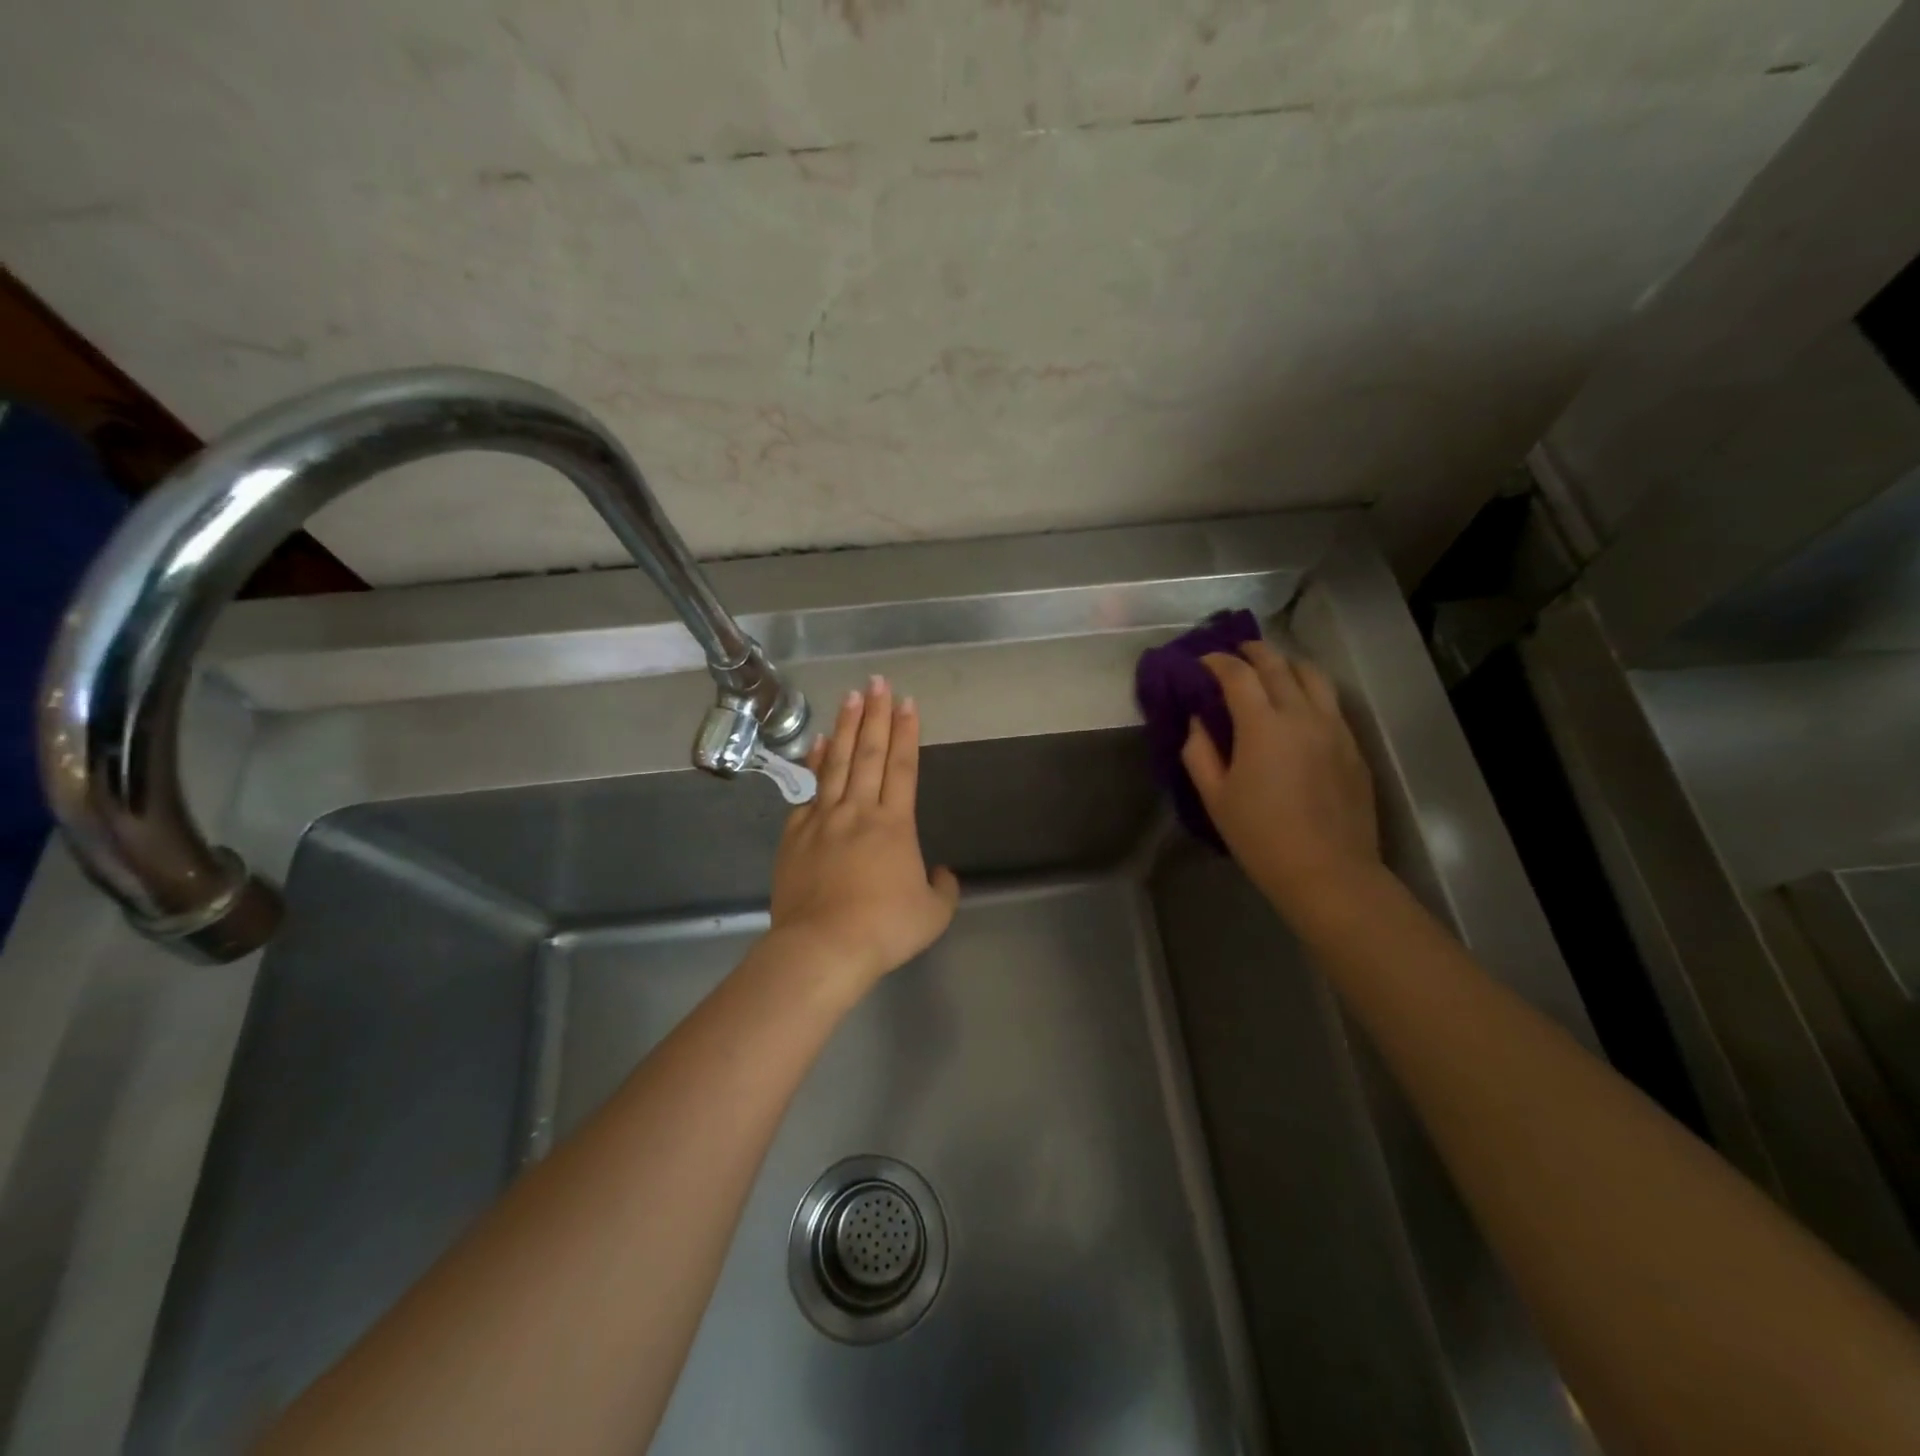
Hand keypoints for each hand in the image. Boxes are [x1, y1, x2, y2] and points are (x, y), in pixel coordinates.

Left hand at [768, 675, 960, 990]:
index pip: (903, 766)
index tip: (906, 701)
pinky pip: (808, 791)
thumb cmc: (884, 929)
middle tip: (877, 681)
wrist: (823, 947)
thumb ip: (942, 889)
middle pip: (869, 753)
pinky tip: (816, 745)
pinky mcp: (795, 836)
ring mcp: (823, 820)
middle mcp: (858, 811)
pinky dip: (814, 764)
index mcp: (894, 824)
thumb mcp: (932, 914)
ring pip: (836, 763)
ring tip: (849, 697)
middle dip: (875, 714)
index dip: (906, 732)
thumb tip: (941, 873)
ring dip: (844, 727)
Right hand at [1181, 641, 1379, 916]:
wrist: (1329, 872)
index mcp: (1263, 725)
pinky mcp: (1353, 745)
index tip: (1201, 661)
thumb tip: (1198, 721)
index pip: (1238, 674)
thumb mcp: (1215, 797)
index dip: (1216, 661)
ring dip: (1286, 663)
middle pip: (1277, 664)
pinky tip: (1298, 705)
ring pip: (1313, 675)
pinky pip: (1331, 701)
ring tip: (1270, 669)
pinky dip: (1309, 689)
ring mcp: (1335, 727)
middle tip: (1233, 653)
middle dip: (1252, 652)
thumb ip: (1199, 752)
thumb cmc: (1261, 837)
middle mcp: (1302, 714)